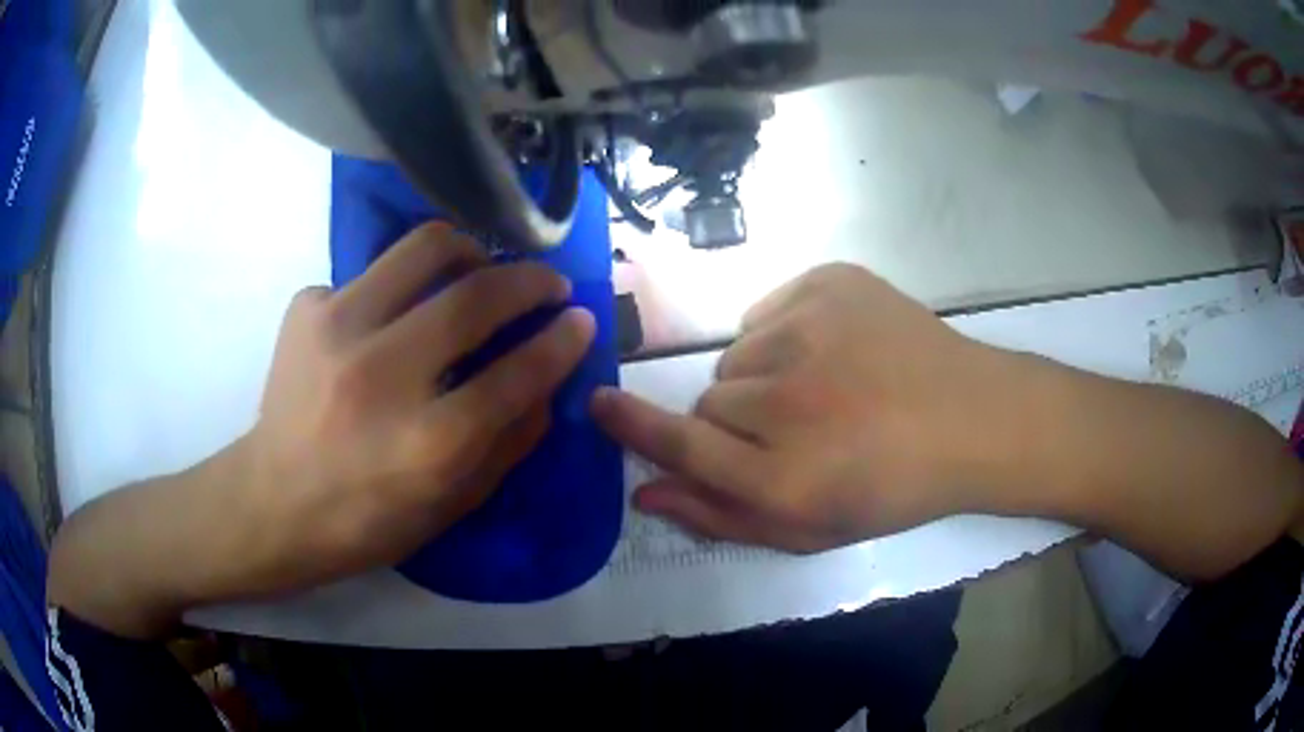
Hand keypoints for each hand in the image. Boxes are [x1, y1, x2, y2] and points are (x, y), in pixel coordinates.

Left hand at [244, 222, 593, 590]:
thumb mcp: (450, 506)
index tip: (580, 318)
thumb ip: (508, 444)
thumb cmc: (365, 521)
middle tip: (546, 283)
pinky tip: (389, 320)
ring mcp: (337, 330)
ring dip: (470, 252)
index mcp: (428, 443)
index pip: (516, 371)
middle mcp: (383, 375)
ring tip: (479, 271)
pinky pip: (371, 276)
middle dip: (530, 280)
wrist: (271, 503)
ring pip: (424, 248)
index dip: (561, 339)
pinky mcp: (306, 308)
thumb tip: (547, 382)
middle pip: (476, 295)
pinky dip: (396, 290)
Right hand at [592, 263, 1021, 552]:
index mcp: (782, 476)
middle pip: (710, 399)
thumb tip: (644, 492)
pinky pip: (769, 312)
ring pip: (740, 354)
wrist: (972, 419)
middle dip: (735, 420)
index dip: (631, 423)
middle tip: (795, 431)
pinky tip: (836, 351)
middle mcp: (786, 402)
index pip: (678, 443)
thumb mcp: (809, 529)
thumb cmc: (893, 488)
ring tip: (824, 390)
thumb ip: (720, 516)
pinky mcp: (830, 283)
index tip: (595, 402)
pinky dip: (787, 334)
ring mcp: (810, 330)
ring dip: (764, 376)